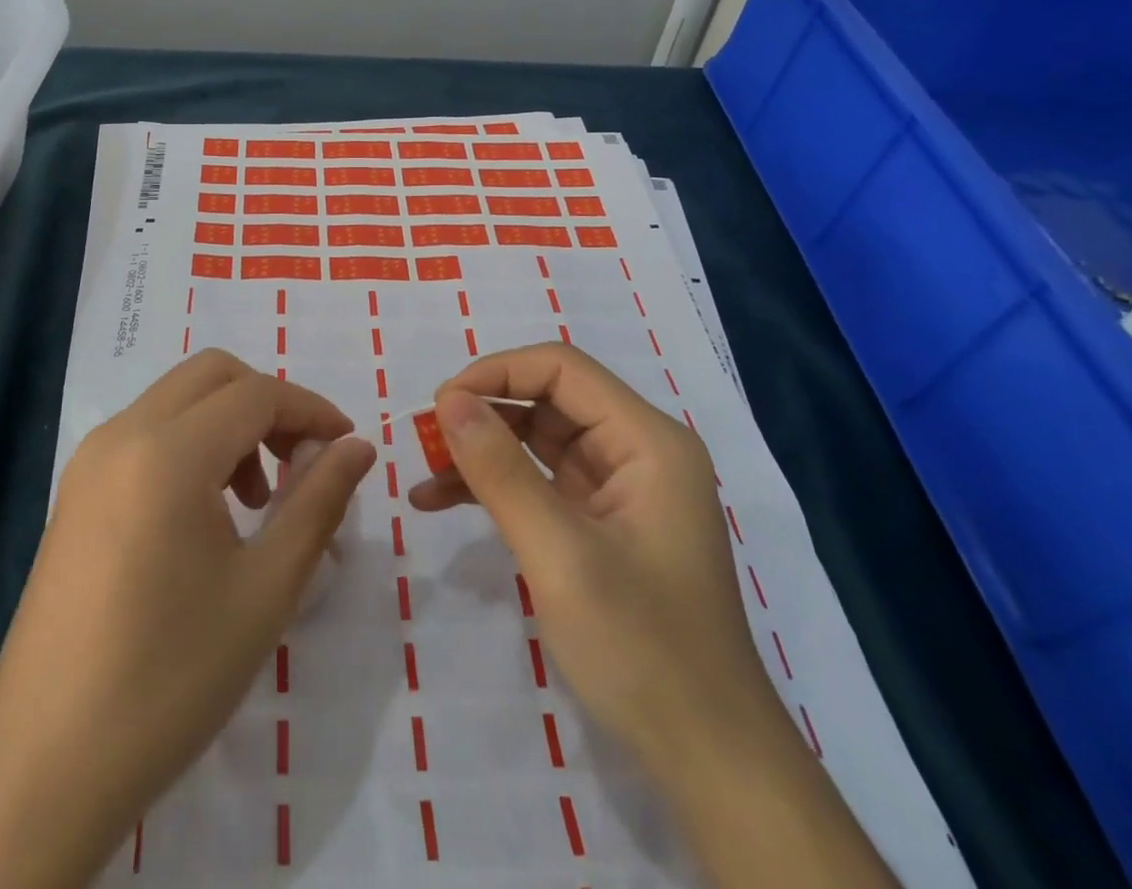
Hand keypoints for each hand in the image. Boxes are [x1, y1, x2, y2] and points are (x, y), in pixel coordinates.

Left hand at [0, 350, 374, 888]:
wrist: (44, 768)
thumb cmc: (169, 678)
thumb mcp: (265, 590)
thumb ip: (318, 502)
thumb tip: (357, 447)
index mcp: (167, 452)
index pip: (257, 394)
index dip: (311, 410)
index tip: (347, 446)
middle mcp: (122, 434)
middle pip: (212, 374)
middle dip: (268, 403)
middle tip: (300, 464)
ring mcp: (90, 460)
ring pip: (177, 399)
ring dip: (229, 422)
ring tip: (255, 502)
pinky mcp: (76, 491)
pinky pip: (147, 432)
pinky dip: (192, 443)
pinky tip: (206, 514)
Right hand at [412, 343, 895, 888]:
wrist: (707, 760)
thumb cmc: (642, 649)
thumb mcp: (560, 554)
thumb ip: (501, 470)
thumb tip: (448, 399)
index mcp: (647, 441)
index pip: (562, 370)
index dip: (497, 372)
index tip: (441, 404)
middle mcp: (635, 451)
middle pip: (547, 400)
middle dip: (483, 413)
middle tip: (424, 438)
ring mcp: (617, 488)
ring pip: (535, 439)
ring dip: (480, 450)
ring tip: (424, 470)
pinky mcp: (597, 522)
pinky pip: (537, 482)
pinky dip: (492, 486)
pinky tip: (440, 501)